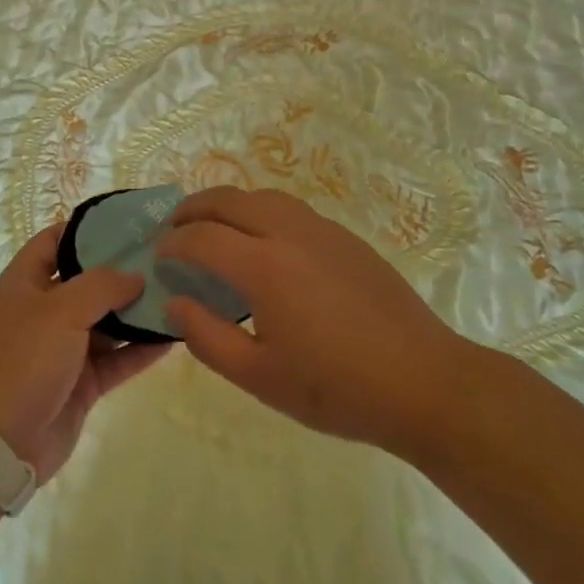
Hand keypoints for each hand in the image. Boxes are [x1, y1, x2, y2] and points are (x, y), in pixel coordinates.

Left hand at [0, 225, 171, 481]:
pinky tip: (173, 335)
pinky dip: (141, 348)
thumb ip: (101, 286)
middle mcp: (44, 310)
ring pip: (107, 321)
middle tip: (166, 257)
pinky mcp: (81, 382)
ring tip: (179, 292)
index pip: (55, 241)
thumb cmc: (21, 360)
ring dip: (137, 310)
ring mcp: (63, 348)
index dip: (86, 229)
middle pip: (88, 281)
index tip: (127, 223)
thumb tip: (135, 276)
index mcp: (24, 283)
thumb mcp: (59, 310)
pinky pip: (117, 358)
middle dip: (122, 270)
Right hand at [158, 186, 481, 454]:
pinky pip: (292, 209)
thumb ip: (207, 338)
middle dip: (193, 208)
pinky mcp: (347, 239)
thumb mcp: (260, 377)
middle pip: (229, 200)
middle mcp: (290, 233)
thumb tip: (175, 303)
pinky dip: (261, 212)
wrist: (425, 383)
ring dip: (229, 204)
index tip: (158, 257)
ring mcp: (323, 231)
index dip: (172, 243)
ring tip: (214, 227)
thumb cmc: (337, 388)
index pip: (202, 237)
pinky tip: (264, 243)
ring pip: (263, 196)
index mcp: (265, 266)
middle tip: (174, 229)